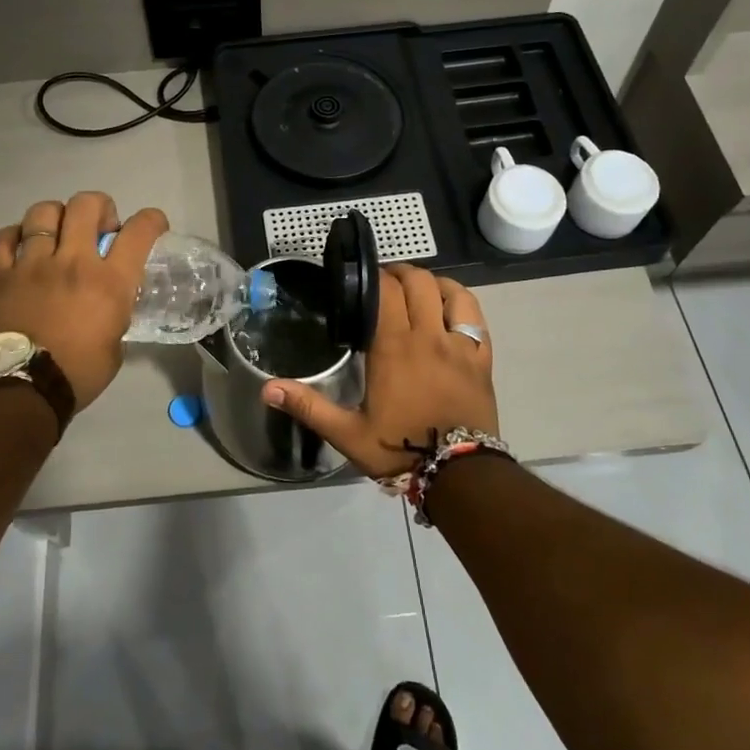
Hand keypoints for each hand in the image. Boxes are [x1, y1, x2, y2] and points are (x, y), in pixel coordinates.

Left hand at [0, 193, 169, 416]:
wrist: (21, 391)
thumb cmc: (77, 374)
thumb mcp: (115, 344)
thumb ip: (116, 313)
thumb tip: (110, 303)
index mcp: (109, 281)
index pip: (139, 231)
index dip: (152, 220)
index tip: (153, 224)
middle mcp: (73, 261)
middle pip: (86, 205)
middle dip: (99, 207)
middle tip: (99, 227)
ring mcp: (32, 264)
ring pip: (43, 213)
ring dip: (56, 216)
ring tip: (57, 232)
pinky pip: (2, 239)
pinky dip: (13, 236)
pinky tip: (20, 245)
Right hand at [261, 264, 497, 476]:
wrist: (459, 475)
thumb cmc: (400, 450)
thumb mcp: (347, 433)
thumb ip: (308, 405)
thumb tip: (267, 388)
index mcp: (394, 347)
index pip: (386, 291)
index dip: (374, 277)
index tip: (362, 280)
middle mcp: (428, 336)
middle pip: (418, 283)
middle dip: (400, 274)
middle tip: (384, 284)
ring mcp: (460, 345)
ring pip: (451, 293)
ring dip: (433, 283)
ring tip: (418, 290)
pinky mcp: (482, 359)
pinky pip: (476, 317)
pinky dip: (461, 303)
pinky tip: (450, 308)